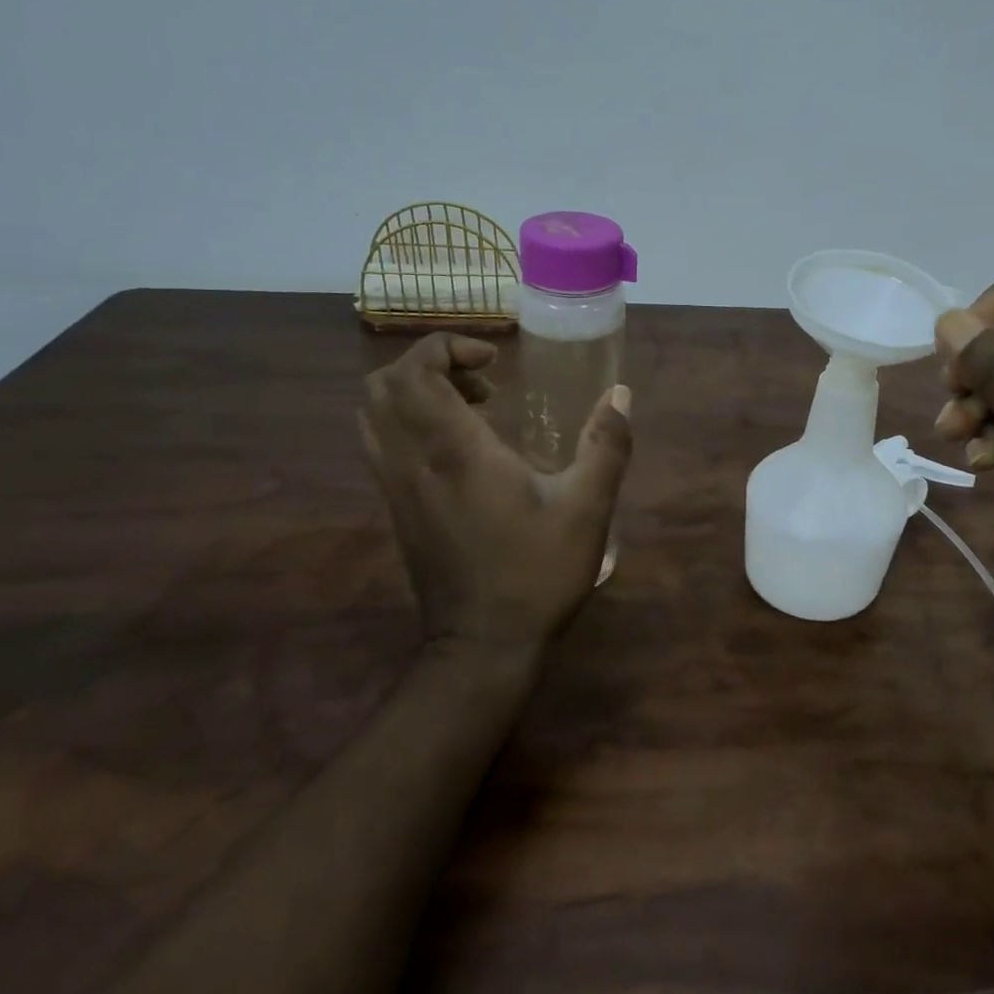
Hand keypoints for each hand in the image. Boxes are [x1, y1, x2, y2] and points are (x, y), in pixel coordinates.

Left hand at [360, 334, 631, 653]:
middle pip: (383, 385)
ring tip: (472, 409)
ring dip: (415, 394)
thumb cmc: (537, 573)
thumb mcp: (588, 508)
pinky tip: (459, 448)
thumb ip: (607, 445)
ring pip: (374, 415)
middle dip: (430, 365)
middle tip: (484, 383)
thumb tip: (620, 394)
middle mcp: (412, 461)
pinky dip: (409, 423)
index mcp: (455, 451)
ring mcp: (396, 488)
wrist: (483, 647)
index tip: (494, 361)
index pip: (416, 371)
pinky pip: (381, 444)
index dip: (446, 347)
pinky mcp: (396, 510)